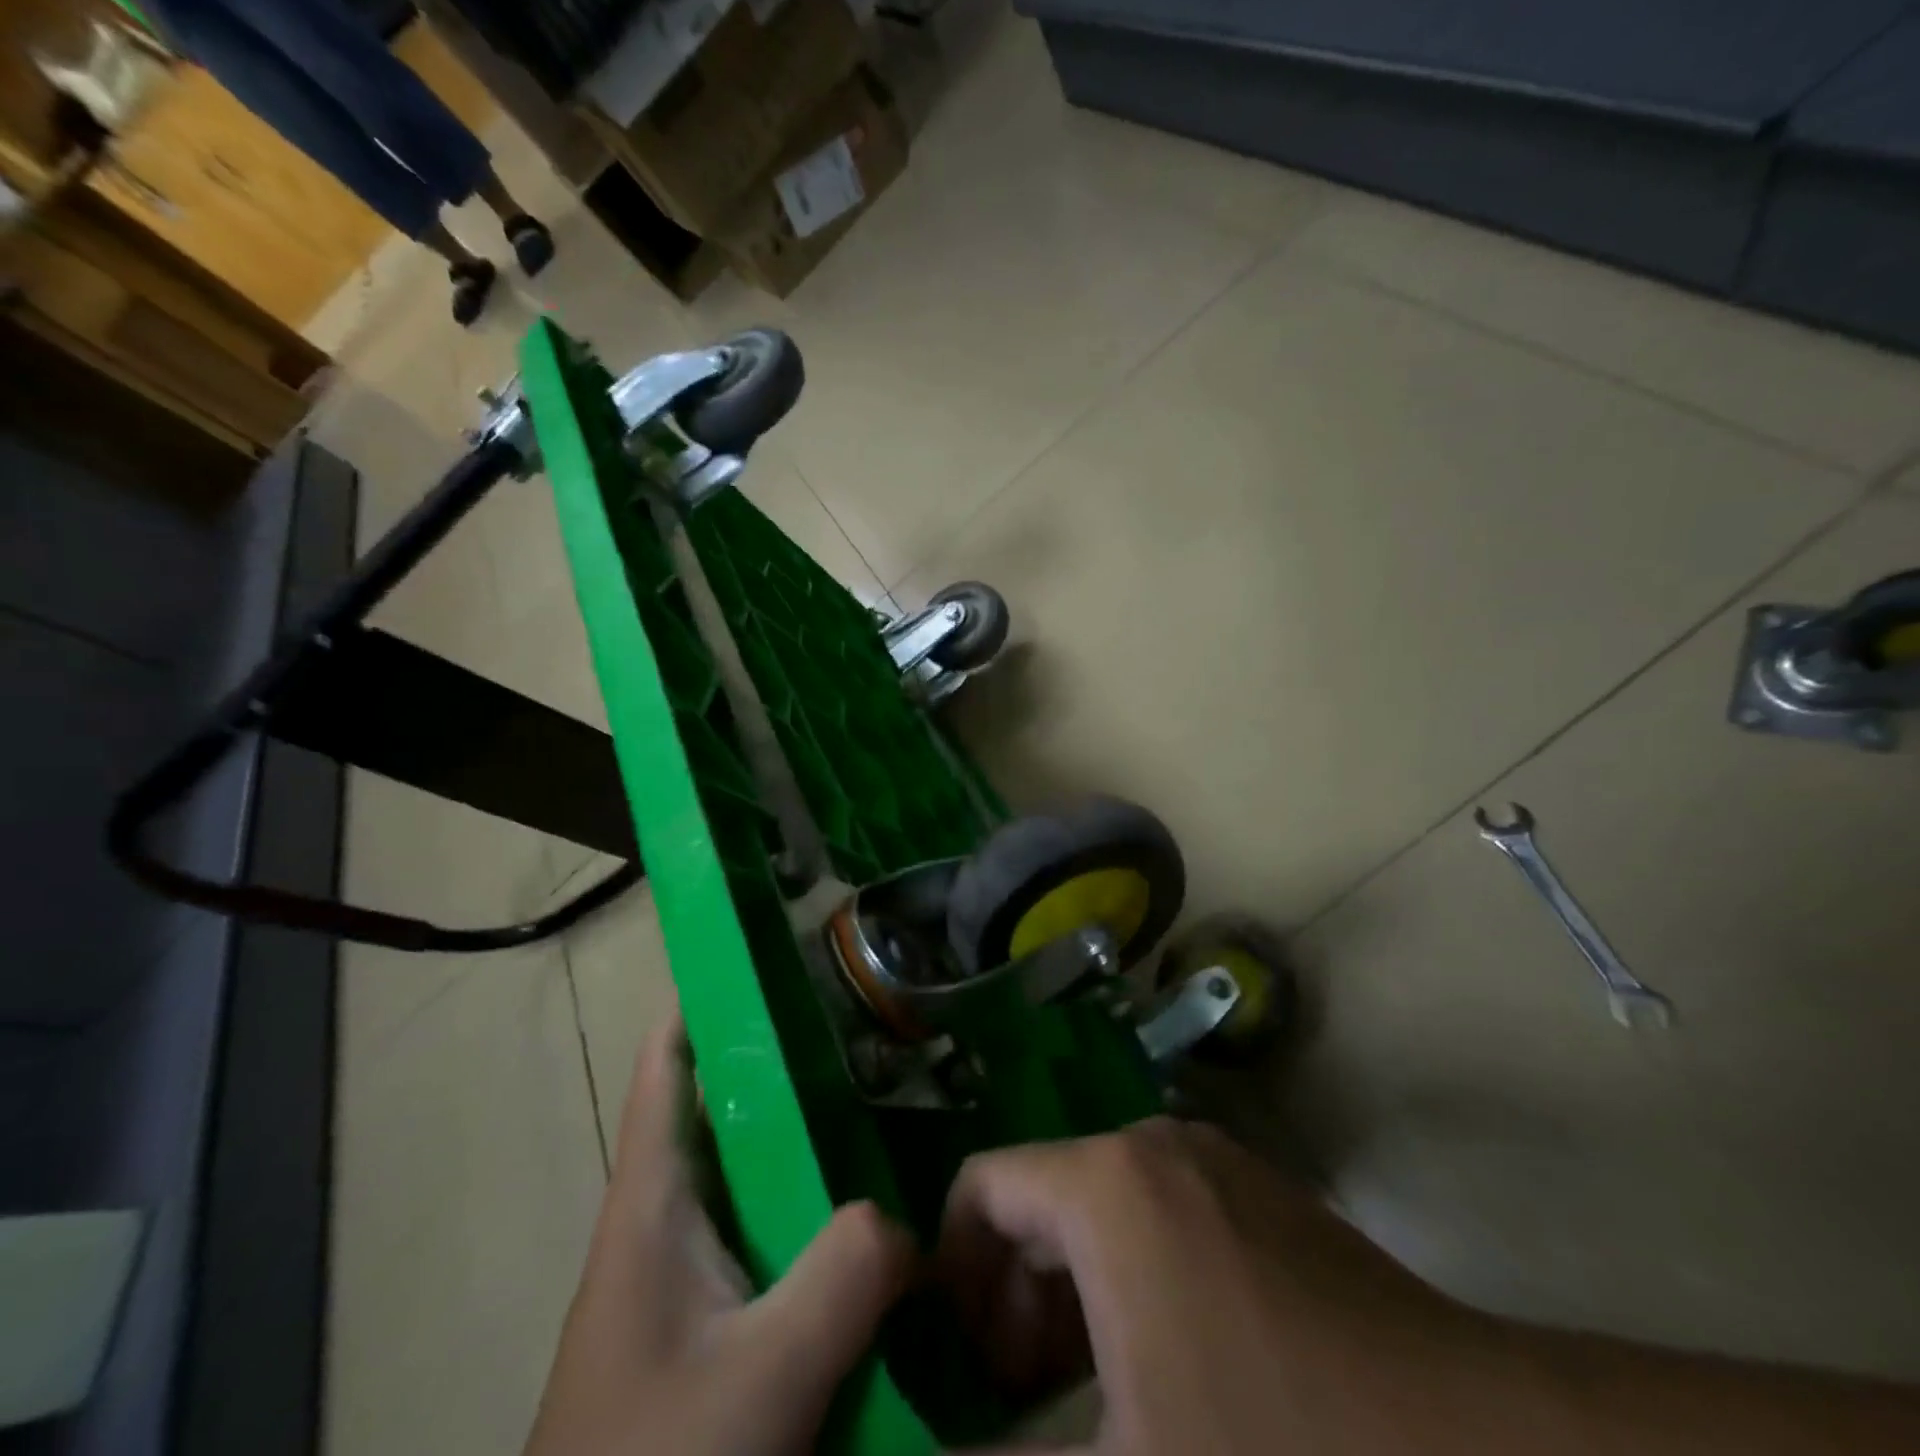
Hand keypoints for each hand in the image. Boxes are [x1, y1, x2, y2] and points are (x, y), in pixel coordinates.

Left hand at [525, 1015, 914, 1455]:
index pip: (667, 1060)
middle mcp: (668, 1216)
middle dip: (790, 1058)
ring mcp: (690, 1270)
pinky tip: (875, 1214)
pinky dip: (819, 1210)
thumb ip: (845, 1277)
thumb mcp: (762, 1377)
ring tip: (891, 1098)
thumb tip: (909, 1218)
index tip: (776, 948)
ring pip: (757, 1171)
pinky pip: (776, 1234)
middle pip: (727, 1105)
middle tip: (871, 1023)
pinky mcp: (714, 1319)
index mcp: (652, 1199)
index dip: (708, 994)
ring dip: (812, 1136)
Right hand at [936, 1117, 1511, 1454]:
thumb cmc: (1279, 1453)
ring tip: (1078, 1400)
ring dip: (1069, 1295)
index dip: (950, 1272)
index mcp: (1105, 1183)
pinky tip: (1160, 1373)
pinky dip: (1128, 1282)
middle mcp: (1151, 1146)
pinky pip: (1157, 1218)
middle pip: (1039, 1197)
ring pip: (1098, 1210)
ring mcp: (1212, 1165)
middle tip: (1014, 1403)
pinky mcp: (1258, 1195)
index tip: (953, 1370)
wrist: (1485, 1454)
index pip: (981, 1187)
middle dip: (1010, 1296)